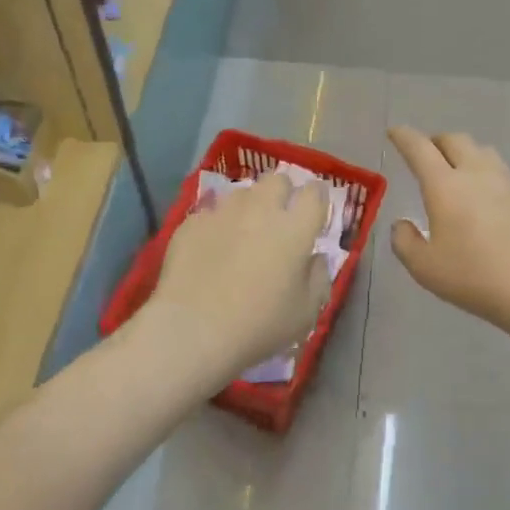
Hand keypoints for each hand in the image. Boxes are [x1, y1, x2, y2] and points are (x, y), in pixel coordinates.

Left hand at [141, 170, 333, 384]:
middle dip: (282, 193)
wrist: (192, 329)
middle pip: (277, 179)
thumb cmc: (258, 325)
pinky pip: (210, 213)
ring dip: (249, 206)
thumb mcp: (305, 313)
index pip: (314, 193)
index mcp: (295, 229)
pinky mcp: (191, 223)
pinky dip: (216, 225)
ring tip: (243, 232)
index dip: (317, 198)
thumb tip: (315, 258)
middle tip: (279, 219)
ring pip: (242, 193)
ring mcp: (222, 213)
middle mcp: (260, 209)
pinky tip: (211, 249)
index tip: (314, 212)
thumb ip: (318, 279)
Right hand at [387, 127, 509, 332]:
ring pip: (485, 153)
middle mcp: (478, 173)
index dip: (403, 136)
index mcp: (445, 186)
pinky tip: (494, 205)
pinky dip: (492, 180)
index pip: (419, 148)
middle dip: (437, 142)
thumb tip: (403, 224)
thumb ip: (405, 241)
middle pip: (455, 140)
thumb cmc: (474, 277)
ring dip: (467, 156)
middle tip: (428, 156)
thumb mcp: (424, 268)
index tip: (395, 132)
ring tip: (461, 175)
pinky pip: (507, 177)